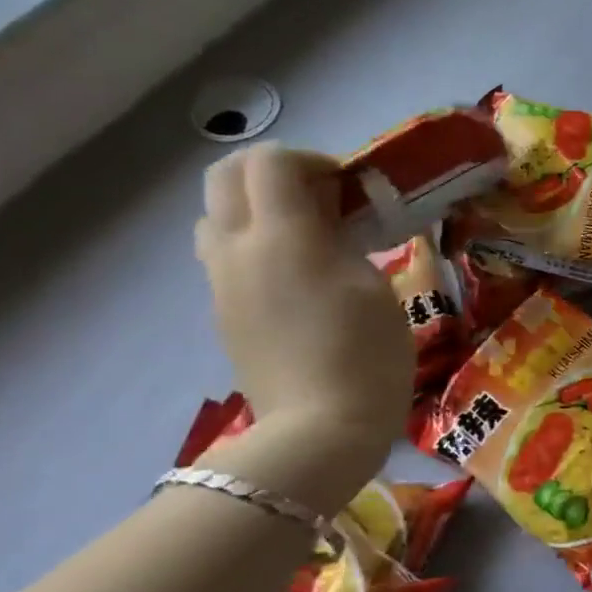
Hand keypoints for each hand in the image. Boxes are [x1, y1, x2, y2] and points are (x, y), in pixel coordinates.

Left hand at [195, 144, 413, 474]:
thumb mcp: (374, 285)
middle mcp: (238, 250)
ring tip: (306, 233)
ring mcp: (222, 283)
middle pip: (226, 175)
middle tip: (322, 197)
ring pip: (217, 214)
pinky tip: (296, 274)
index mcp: (282, 237)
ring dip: (257, 206)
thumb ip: (345, 237)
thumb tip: (330, 216)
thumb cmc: (365, 354)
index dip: (313, 159)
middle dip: (274, 171)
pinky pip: (224, 253)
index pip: (271, 160)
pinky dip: (253, 241)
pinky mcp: (222, 312)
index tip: (349, 186)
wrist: (319, 432)